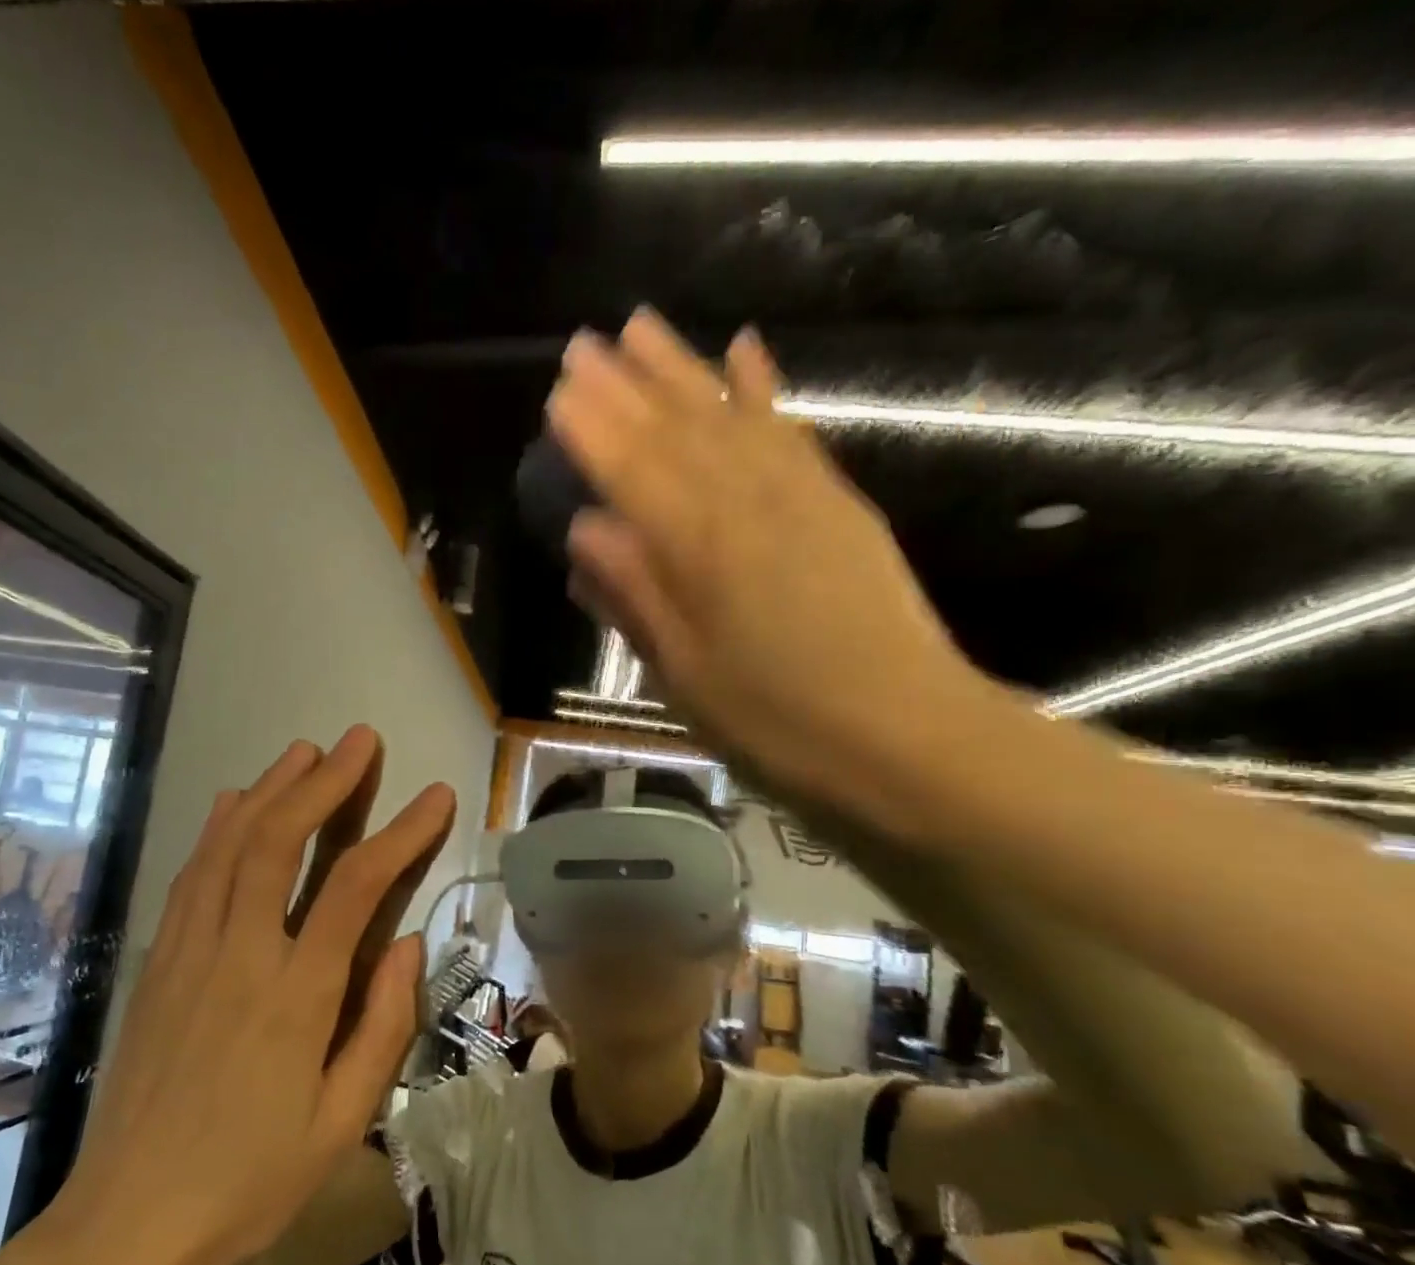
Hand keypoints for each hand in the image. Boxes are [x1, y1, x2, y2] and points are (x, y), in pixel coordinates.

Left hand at [48, 726, 456, 1264]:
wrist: (129, 1222)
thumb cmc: (250, 1180)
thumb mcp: (341, 1122)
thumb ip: (382, 1026)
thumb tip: (406, 944)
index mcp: (295, 996)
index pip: (356, 887)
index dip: (401, 832)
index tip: (435, 796)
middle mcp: (239, 955)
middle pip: (281, 842)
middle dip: (325, 782)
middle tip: (359, 740)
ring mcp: (189, 952)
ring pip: (230, 846)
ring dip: (271, 790)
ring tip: (305, 751)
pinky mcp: (158, 962)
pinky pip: (191, 876)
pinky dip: (217, 830)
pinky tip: (235, 802)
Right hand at [545, 308, 983, 824]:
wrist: (907, 737)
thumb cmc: (775, 722)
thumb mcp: (684, 676)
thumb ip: (634, 596)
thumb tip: (585, 531)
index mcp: (698, 551)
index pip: (631, 471)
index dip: (591, 429)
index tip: (558, 390)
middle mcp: (746, 503)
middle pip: (676, 430)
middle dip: (626, 383)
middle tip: (585, 343)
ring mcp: (800, 495)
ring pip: (730, 415)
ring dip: (684, 368)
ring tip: (645, 326)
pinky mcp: (840, 503)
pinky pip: (792, 431)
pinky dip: (764, 389)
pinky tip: (746, 352)